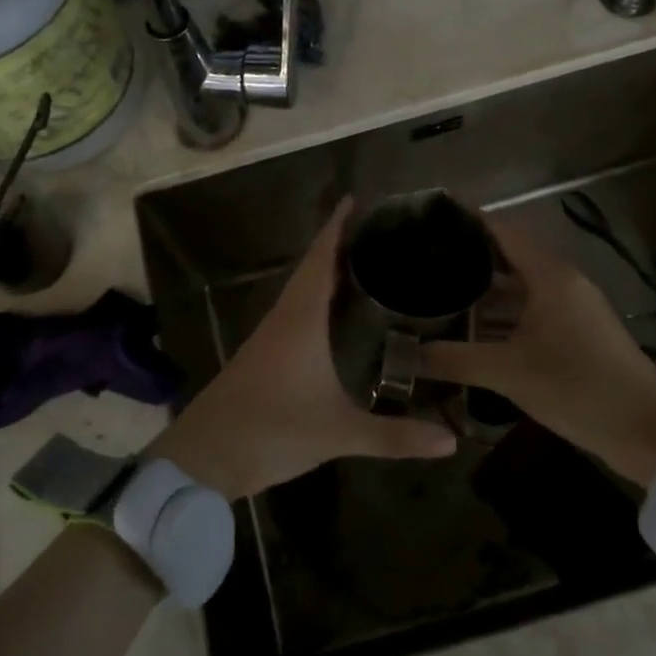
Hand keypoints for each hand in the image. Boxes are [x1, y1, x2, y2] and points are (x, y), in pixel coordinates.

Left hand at [148, 200, 458, 499]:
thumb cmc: (271, 430)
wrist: (205, 456)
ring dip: (327, 271)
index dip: (337, 227)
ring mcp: (270, 337)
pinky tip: (335, 314)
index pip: (320, 259)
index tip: (356, 198)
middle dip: (340, 245)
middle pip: (312, 268)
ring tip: (365, 262)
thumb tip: (450, 441)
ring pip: (302, 291)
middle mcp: (284, 318)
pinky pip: (296, 312)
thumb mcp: (338, 433)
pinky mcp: (264, 356)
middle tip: (378, 230)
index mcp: (300, 319)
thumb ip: (394, 437)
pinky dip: (317, 299)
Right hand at [418, 214, 655, 487]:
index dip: (470, 220)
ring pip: (519, 289)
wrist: (646, 433)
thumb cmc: (577, 388)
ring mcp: (572, 310)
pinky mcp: (576, 335)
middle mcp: (563, 284)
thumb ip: (455, 359)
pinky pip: (530, 312)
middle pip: (510, 257)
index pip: (505, 231)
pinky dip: (502, 317)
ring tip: (438, 293)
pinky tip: (472, 331)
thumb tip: (407, 354)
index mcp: (551, 276)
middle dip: (469, 258)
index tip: (433, 216)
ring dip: (484, 292)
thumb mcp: (508, 372)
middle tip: (425, 259)